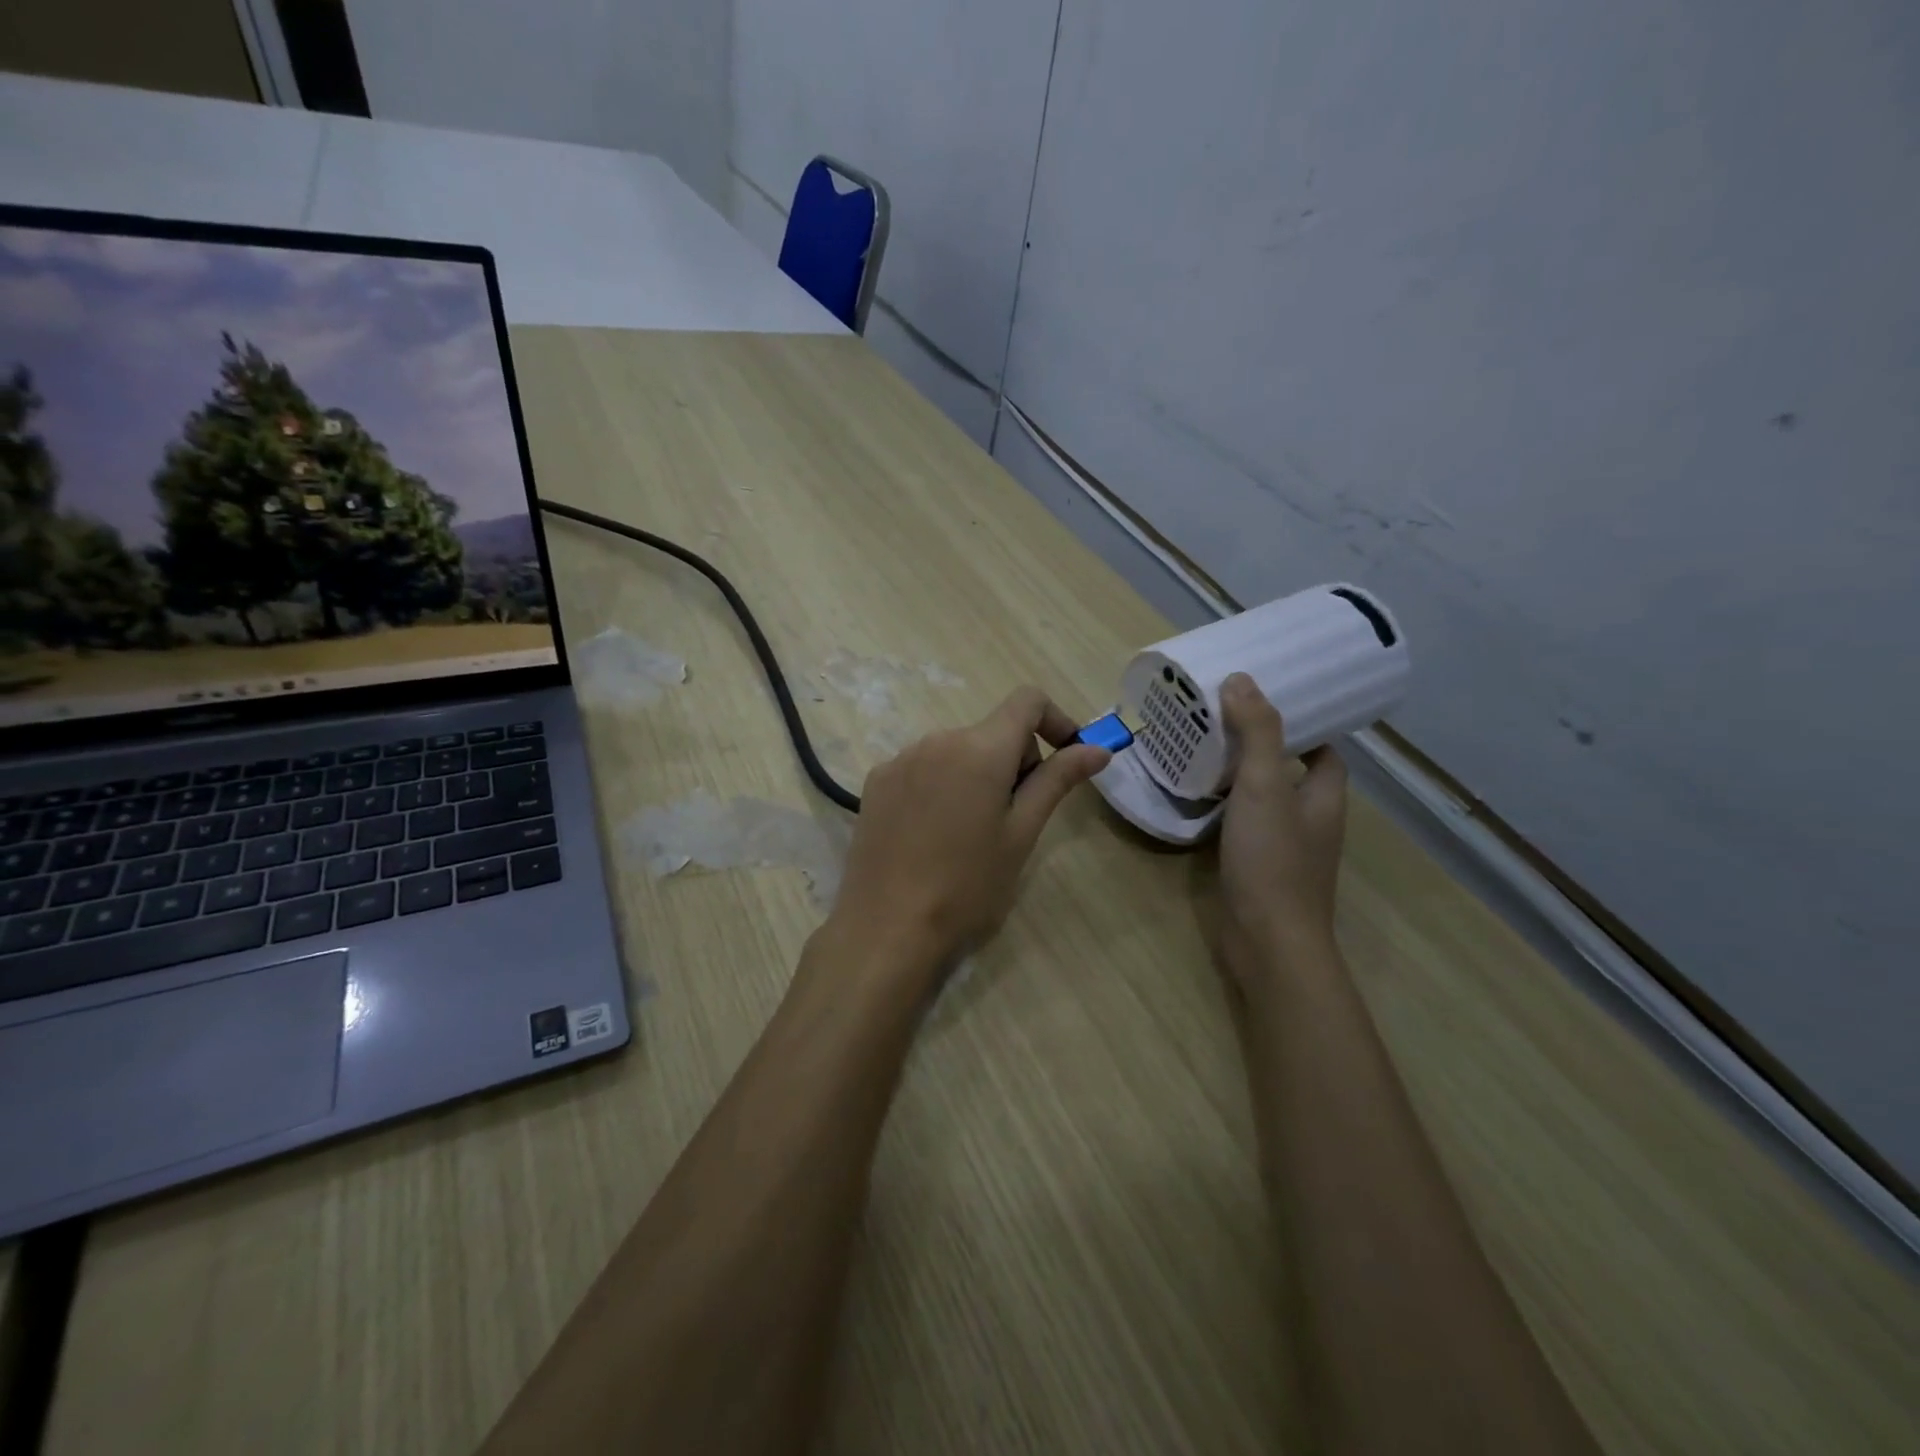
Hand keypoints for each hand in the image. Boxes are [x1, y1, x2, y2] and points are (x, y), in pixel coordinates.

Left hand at [825, 687, 1111, 980]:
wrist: (887, 930)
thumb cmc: (968, 887)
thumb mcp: (1021, 834)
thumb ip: (1058, 781)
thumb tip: (1098, 749)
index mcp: (980, 749)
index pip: (1027, 700)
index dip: (1056, 720)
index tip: (1066, 759)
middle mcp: (937, 740)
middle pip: (992, 731)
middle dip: (1016, 761)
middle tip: (1016, 819)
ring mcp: (901, 760)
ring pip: (958, 751)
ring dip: (978, 774)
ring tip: (972, 834)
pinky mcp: (876, 782)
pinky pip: (924, 768)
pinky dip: (943, 786)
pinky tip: (934, 834)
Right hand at [1216, 673, 1348, 973]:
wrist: (1267, 942)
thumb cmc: (1273, 859)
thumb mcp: (1264, 786)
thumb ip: (1256, 733)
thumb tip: (1241, 679)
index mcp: (1325, 797)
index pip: (1324, 750)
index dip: (1302, 725)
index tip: (1264, 702)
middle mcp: (1310, 820)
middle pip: (1291, 772)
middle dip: (1261, 746)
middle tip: (1220, 719)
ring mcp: (1284, 848)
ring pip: (1263, 800)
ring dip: (1238, 777)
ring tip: (1201, 749)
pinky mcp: (1256, 869)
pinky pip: (1242, 826)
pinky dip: (1223, 809)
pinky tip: (1193, 801)